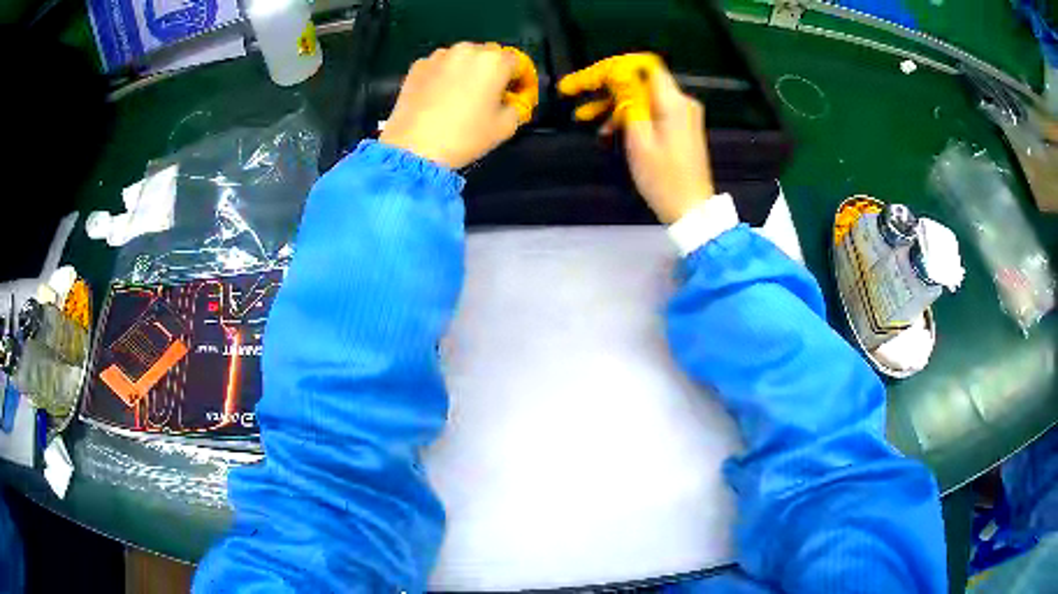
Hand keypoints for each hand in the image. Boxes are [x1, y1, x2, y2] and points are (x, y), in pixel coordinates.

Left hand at [380, 42, 538, 168]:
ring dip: (467, 70)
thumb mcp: (506, 127)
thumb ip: (518, 106)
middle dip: (493, 71)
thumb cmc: (465, 136)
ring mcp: (439, 56)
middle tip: (489, 95)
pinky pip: (439, 66)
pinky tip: (439, 97)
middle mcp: (467, 50)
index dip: (521, 79)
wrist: (414, 148)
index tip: (517, 95)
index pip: (518, 63)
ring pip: (461, 58)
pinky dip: (444, 76)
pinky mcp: (417, 66)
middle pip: (488, 56)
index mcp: (494, 61)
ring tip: (462, 94)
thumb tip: (512, 100)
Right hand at [559, 54, 714, 223]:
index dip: (615, 66)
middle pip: (640, 81)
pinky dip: (630, 117)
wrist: (692, 210)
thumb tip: (618, 75)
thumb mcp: (639, 139)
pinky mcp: (680, 127)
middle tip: (573, 92)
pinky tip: (608, 130)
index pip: (644, 65)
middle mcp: (682, 101)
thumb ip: (629, 102)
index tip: (591, 77)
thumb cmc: (663, 178)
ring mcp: (683, 115)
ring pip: (643, 97)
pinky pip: (652, 112)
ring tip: (584, 117)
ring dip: (614, 104)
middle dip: (607, 86)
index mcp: (673, 101)